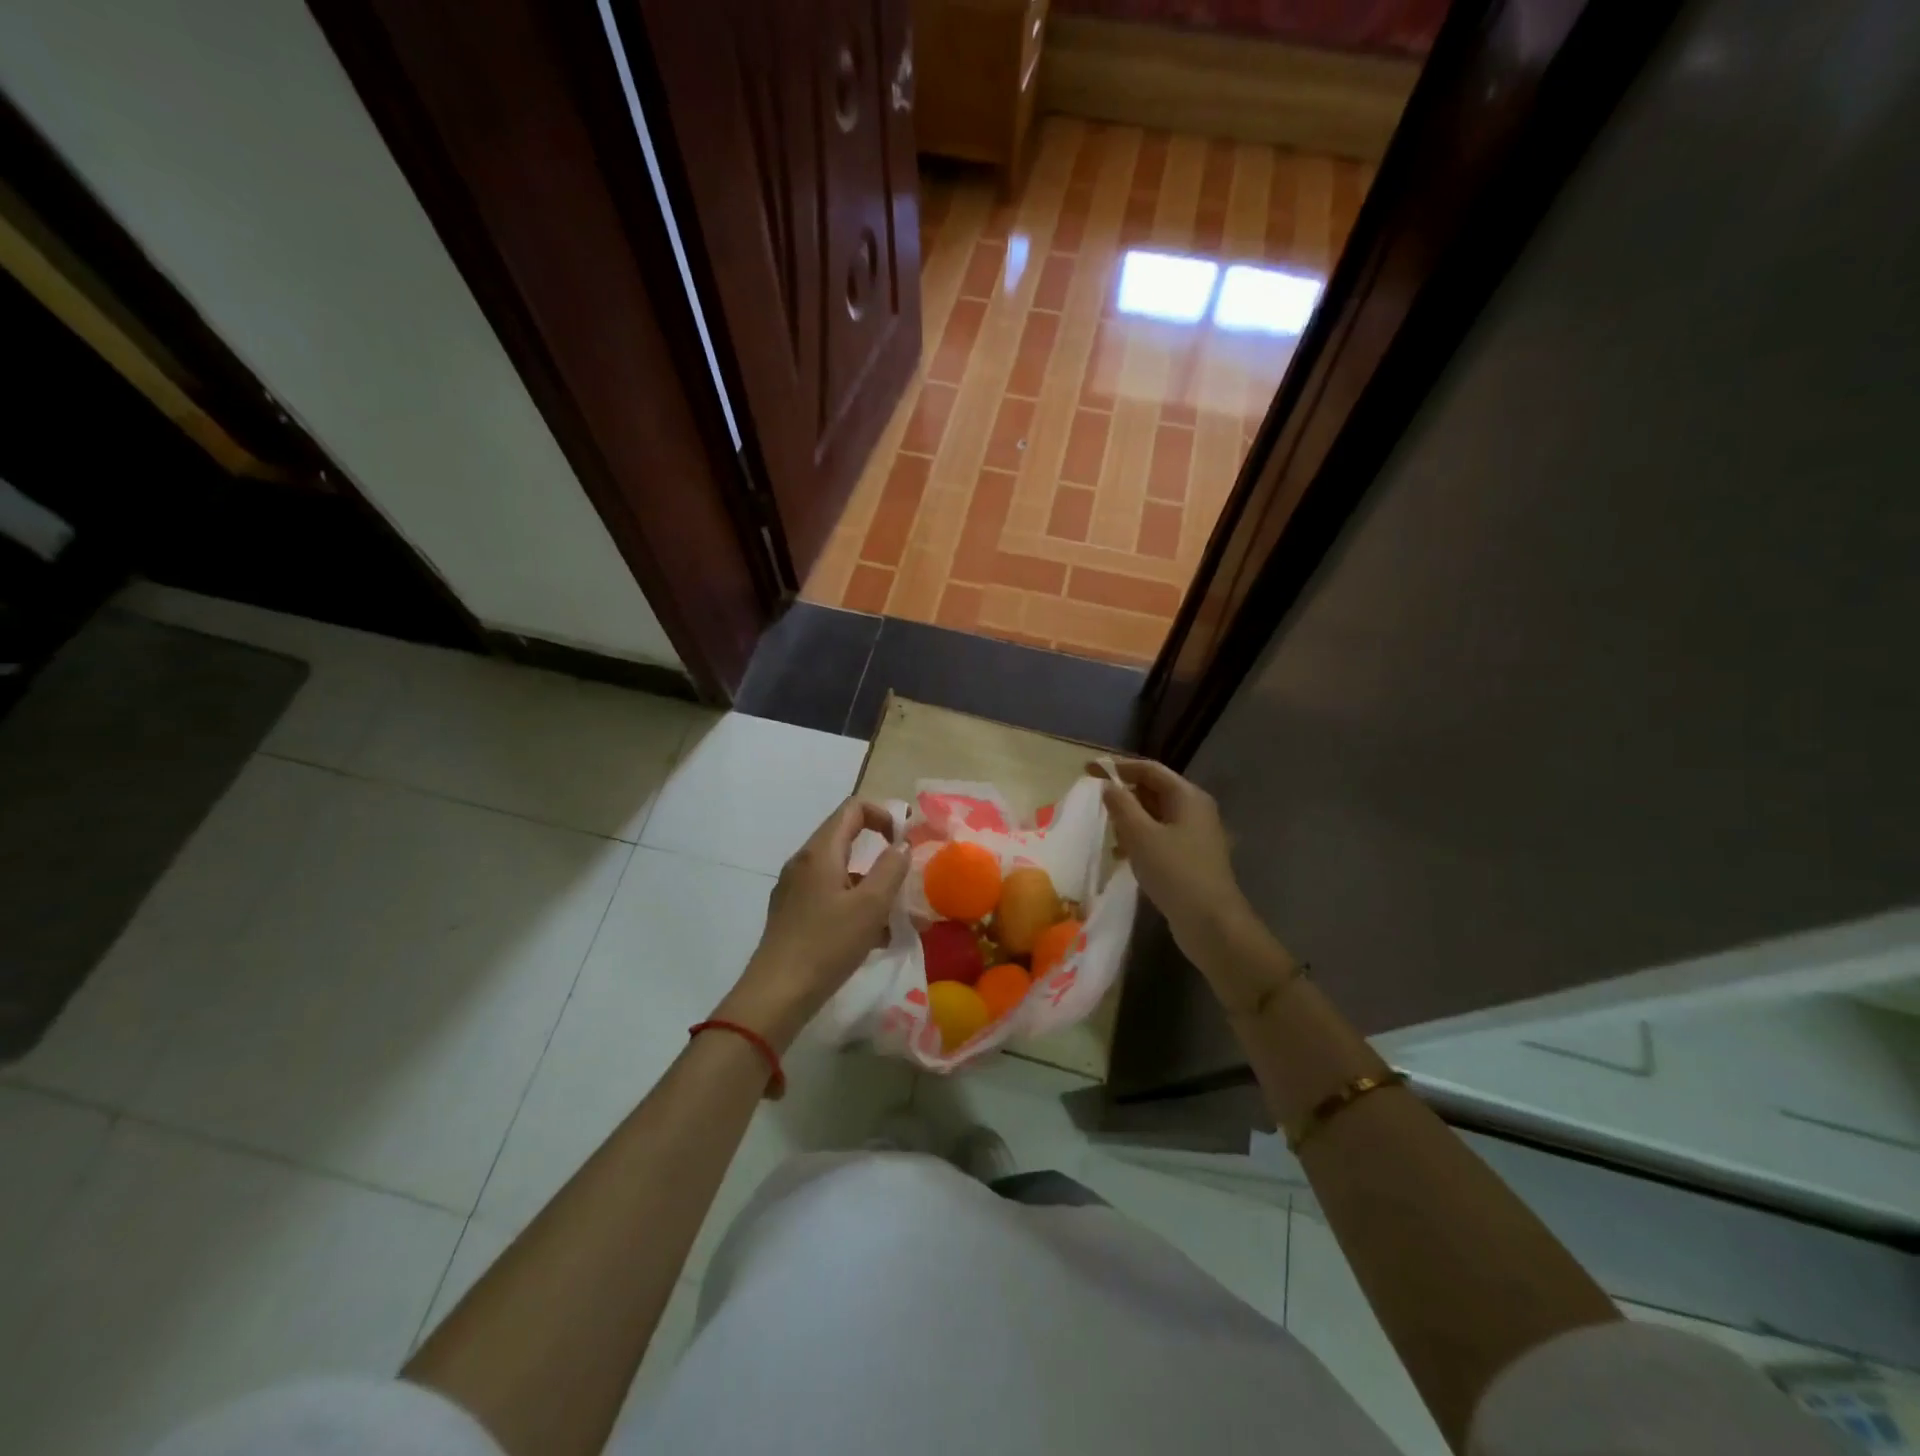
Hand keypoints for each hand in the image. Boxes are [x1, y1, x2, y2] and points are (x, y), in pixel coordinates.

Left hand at [716, 798, 907, 1048]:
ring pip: (841, 873)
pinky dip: (854, 906)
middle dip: (880, 855)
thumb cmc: (827, 945)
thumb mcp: (870, 906)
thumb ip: (891, 869)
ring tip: (896, 918)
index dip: (883, 815)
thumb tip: (902, 845)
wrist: (776, 995)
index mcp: (820, 852)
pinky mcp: (792, 914)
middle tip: (905, 880)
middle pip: (846, 839)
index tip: (904, 842)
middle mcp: (803, 863)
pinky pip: (830, 896)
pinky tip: (872, 938)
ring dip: (871, 886)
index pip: (852, 808)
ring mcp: (794, 889)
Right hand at [1098, 759, 1294, 1012]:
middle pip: (1153, 791)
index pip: (1149, 769)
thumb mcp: (1140, 835)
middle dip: (1124, 796)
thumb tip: (1108, 786)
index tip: (1088, 770)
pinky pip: (1159, 837)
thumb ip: (1121, 805)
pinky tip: (1123, 857)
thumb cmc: (1175, 872)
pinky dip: (1140, 840)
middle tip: (1096, 806)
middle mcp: (1195, 810)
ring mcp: (1195, 835)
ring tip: (1109, 835)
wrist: (1211, 923)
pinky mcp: (1190, 858)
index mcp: (1187, 796)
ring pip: (1155, 816)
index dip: (1118, 767)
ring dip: (1130, 821)